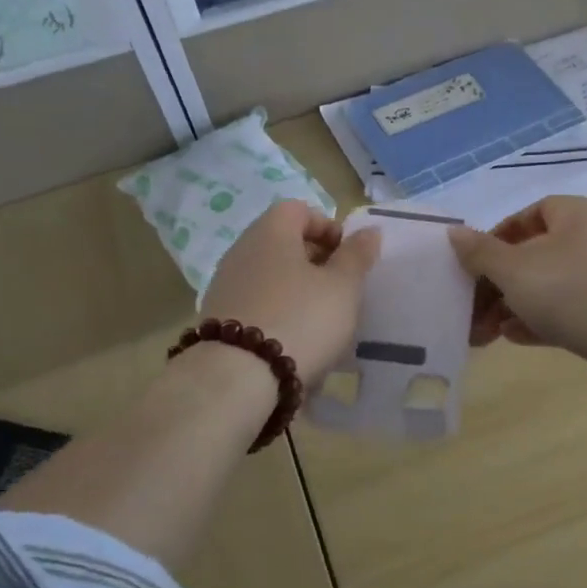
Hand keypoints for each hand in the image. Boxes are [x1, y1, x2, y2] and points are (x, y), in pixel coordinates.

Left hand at [201, 201, 380, 377]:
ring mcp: (225, 285)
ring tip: (321, 321)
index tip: (348, 258)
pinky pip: (256, 304)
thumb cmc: (301, 319)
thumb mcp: (343, 287)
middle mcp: (242, 250)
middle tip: (340, 290)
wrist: (237, 377)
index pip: (299, 209)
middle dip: (316, 261)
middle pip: (283, 242)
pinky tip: (294, 341)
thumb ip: (357, 256)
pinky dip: (277, 313)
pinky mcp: (218, 318)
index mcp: (271, 232)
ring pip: (270, 275)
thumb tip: (368, 231)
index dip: (328, 227)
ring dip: (297, 290)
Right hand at [446, 196, 586, 366]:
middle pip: (536, 254)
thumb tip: (453, 232)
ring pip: (550, 285)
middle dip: (499, 283)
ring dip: (515, 305)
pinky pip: (570, 309)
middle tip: (473, 309)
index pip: (530, 213)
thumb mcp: (513, 269)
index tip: (476, 264)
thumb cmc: (569, 291)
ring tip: (487, 332)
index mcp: (576, 215)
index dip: (498, 237)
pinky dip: (540, 319)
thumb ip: (480, 252)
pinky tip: (514, 338)